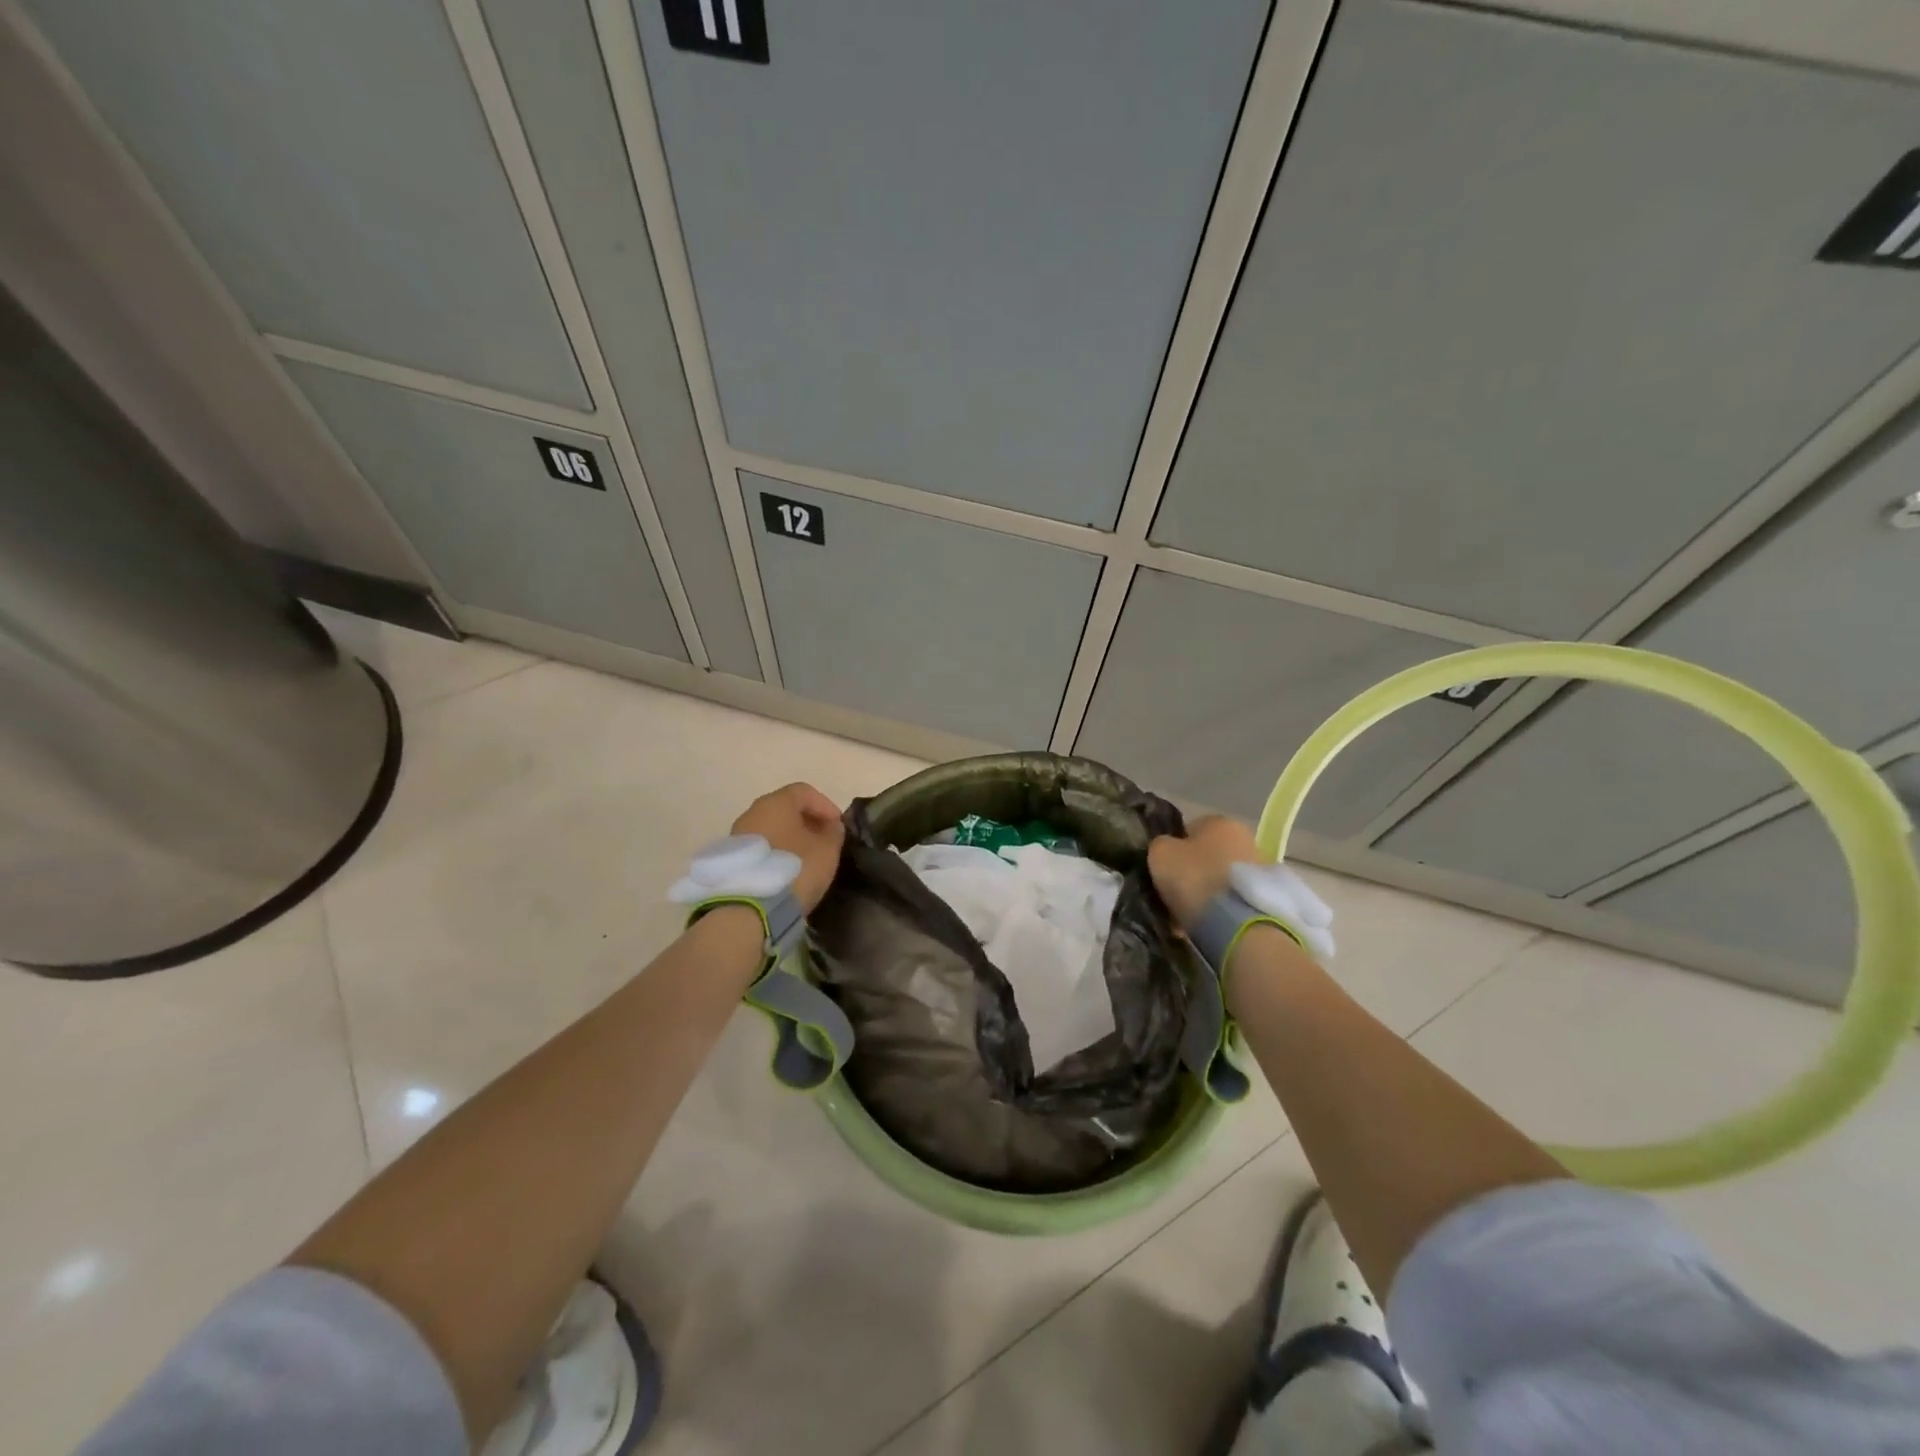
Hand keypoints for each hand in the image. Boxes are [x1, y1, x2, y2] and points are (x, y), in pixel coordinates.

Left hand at [732, 783, 845, 911]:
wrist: (750, 908)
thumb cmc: (795, 868)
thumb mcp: (827, 850)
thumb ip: (833, 833)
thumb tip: (831, 827)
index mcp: (776, 802)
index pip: (804, 792)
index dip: (825, 806)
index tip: (838, 826)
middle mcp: (753, 812)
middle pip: (785, 809)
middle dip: (808, 822)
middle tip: (824, 841)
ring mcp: (737, 835)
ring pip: (771, 829)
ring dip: (791, 838)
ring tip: (807, 859)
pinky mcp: (732, 859)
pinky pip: (761, 847)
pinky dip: (776, 853)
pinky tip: (787, 871)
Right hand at [1147, 815, 1263, 929]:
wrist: (1238, 924)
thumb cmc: (1195, 879)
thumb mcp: (1160, 854)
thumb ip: (1160, 845)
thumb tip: (1166, 848)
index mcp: (1220, 821)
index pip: (1189, 829)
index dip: (1173, 851)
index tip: (1164, 872)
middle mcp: (1245, 838)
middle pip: (1207, 855)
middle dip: (1192, 873)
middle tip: (1174, 895)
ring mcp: (1259, 868)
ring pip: (1220, 879)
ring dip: (1206, 893)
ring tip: (1188, 916)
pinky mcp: (1266, 896)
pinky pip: (1232, 899)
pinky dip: (1220, 909)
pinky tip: (1206, 924)